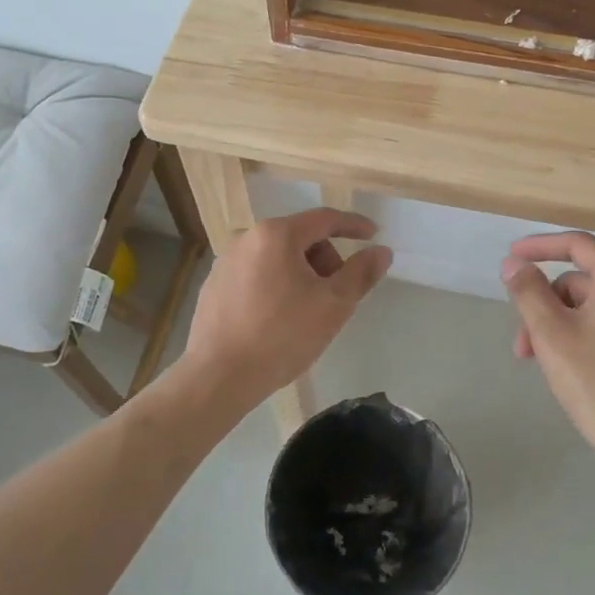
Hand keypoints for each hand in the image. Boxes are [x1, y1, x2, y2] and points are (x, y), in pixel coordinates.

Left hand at [183, 208, 392, 414]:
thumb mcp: (333, 305)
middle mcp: (246, 238)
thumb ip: (361, 273)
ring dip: (301, 274)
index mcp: (276, 234)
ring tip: (307, 312)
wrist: (219, 376)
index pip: (324, 219)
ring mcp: (225, 262)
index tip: (373, 235)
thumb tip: (381, 251)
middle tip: (336, 294)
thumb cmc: (282, 336)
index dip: (353, 225)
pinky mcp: (213, 286)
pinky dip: (275, 286)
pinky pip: (256, 275)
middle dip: (325, 260)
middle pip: (299, 238)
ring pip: (277, 257)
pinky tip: (278, 320)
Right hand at [501, 231, 594, 480]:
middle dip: (545, 305)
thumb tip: (514, 264)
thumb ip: (528, 291)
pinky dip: (581, 335)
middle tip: (522, 344)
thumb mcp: (551, 334)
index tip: (511, 256)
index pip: (578, 245)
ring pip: (591, 307)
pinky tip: (565, 366)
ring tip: (539, 362)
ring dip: (559, 325)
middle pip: (581, 282)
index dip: (540, 247)